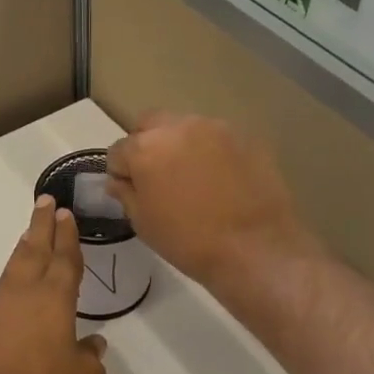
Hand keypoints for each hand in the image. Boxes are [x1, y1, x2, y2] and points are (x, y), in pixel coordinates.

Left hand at [0, 196, 108, 373]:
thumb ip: (91, 359)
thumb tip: (92, 345)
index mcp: (53, 299)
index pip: (64, 258)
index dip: (67, 235)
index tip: (65, 213)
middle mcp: (19, 294)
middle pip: (33, 250)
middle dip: (41, 225)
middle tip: (44, 203)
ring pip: (8, 274)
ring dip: (20, 256)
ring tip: (26, 244)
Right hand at [105, 111, 315, 290]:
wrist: (254, 248)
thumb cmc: (188, 240)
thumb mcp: (143, 223)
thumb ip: (126, 194)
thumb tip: (120, 180)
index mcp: (146, 147)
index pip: (119, 150)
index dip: (120, 172)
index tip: (131, 191)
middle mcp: (178, 126)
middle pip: (150, 126)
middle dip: (146, 146)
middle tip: (157, 178)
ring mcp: (215, 128)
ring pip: (184, 128)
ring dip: (179, 146)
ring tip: (190, 178)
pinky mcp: (244, 137)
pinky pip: (215, 139)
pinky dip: (209, 152)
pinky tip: (219, 180)